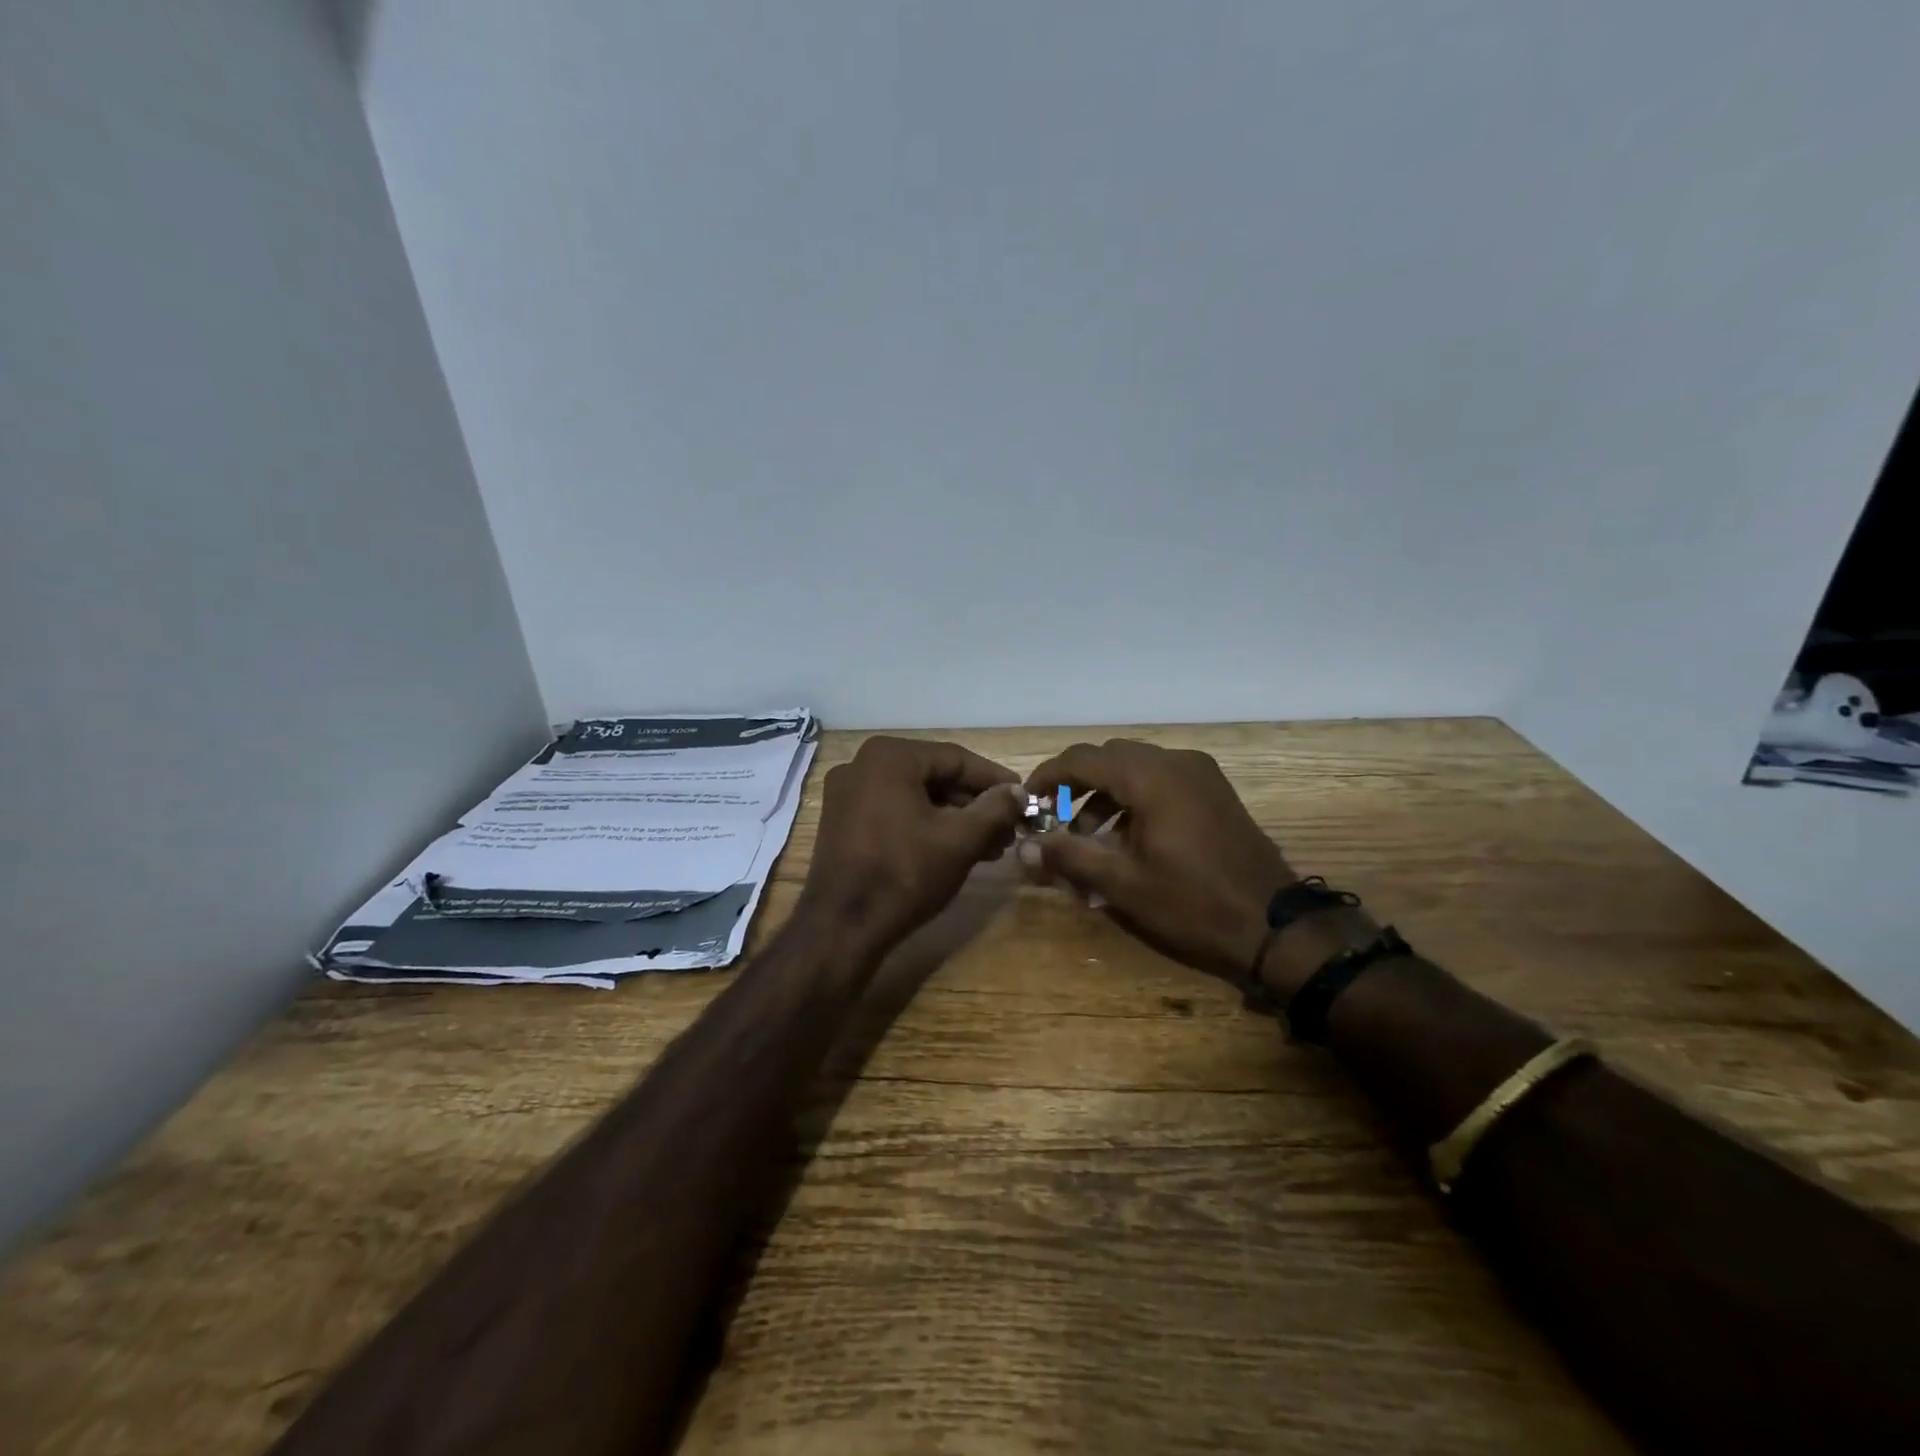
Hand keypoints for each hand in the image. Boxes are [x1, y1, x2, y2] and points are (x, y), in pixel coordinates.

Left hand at [797, 736, 1026, 957]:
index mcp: (889, 756)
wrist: (841, 927)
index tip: (1024, 799)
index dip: (995, 780)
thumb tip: (1018, 792)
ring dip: (954, 819)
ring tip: (989, 848)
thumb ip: (995, 809)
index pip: (956, 759)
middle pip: (934, 777)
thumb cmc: (905, 874)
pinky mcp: (842, 822)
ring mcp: (847, 794)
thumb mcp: (960, 840)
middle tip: (1008, 830)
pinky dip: (925, 826)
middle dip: (975, 805)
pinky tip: (953, 851)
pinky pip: (894, 812)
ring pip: (915, 797)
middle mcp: (862, 765)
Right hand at [1022, 740, 1293, 980]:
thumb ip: (1069, 857)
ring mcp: (1200, 773)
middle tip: (1053, 819)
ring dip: (1103, 794)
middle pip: (1109, 757)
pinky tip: (1124, 838)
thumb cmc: (1193, 903)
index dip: (1047, 776)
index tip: (1025, 801)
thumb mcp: (1123, 884)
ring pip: (1135, 768)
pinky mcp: (1213, 790)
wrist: (1275, 925)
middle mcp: (1175, 762)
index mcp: (1151, 777)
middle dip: (1075, 785)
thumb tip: (1023, 847)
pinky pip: (1160, 780)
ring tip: (1085, 837)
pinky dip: (1132, 798)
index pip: (1083, 759)